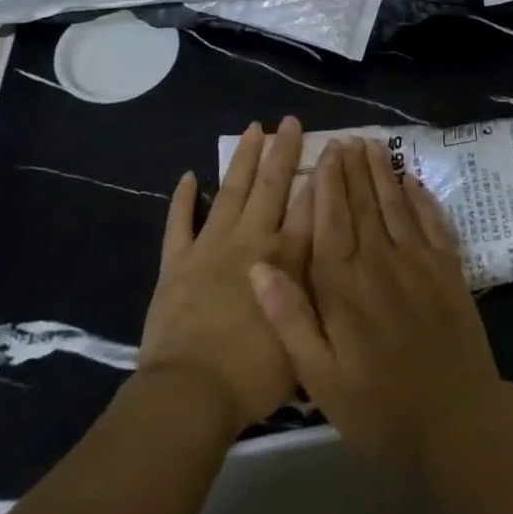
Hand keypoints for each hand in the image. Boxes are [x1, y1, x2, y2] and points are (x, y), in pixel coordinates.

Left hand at [139, 117, 310, 436]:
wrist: (191, 392)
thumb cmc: (254, 375)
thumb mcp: (307, 337)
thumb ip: (319, 296)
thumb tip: (335, 269)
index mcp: (286, 259)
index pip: (310, 206)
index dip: (322, 174)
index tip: (331, 146)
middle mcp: (251, 241)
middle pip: (271, 186)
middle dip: (283, 151)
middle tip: (289, 121)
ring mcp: (211, 247)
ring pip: (231, 192)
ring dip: (242, 159)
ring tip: (252, 129)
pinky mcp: (177, 262)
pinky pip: (179, 223)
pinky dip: (183, 199)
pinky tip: (188, 176)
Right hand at [248, 137, 503, 464]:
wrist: (455, 421)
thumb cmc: (378, 406)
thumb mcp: (319, 376)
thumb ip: (289, 318)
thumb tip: (256, 267)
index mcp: (343, 284)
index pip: (331, 218)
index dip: (327, 182)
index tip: (326, 152)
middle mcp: (380, 260)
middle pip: (364, 202)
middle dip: (354, 168)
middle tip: (349, 139)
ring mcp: (419, 260)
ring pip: (396, 203)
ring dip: (384, 172)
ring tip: (374, 146)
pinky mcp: (449, 268)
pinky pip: (432, 221)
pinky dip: (421, 197)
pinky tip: (413, 181)